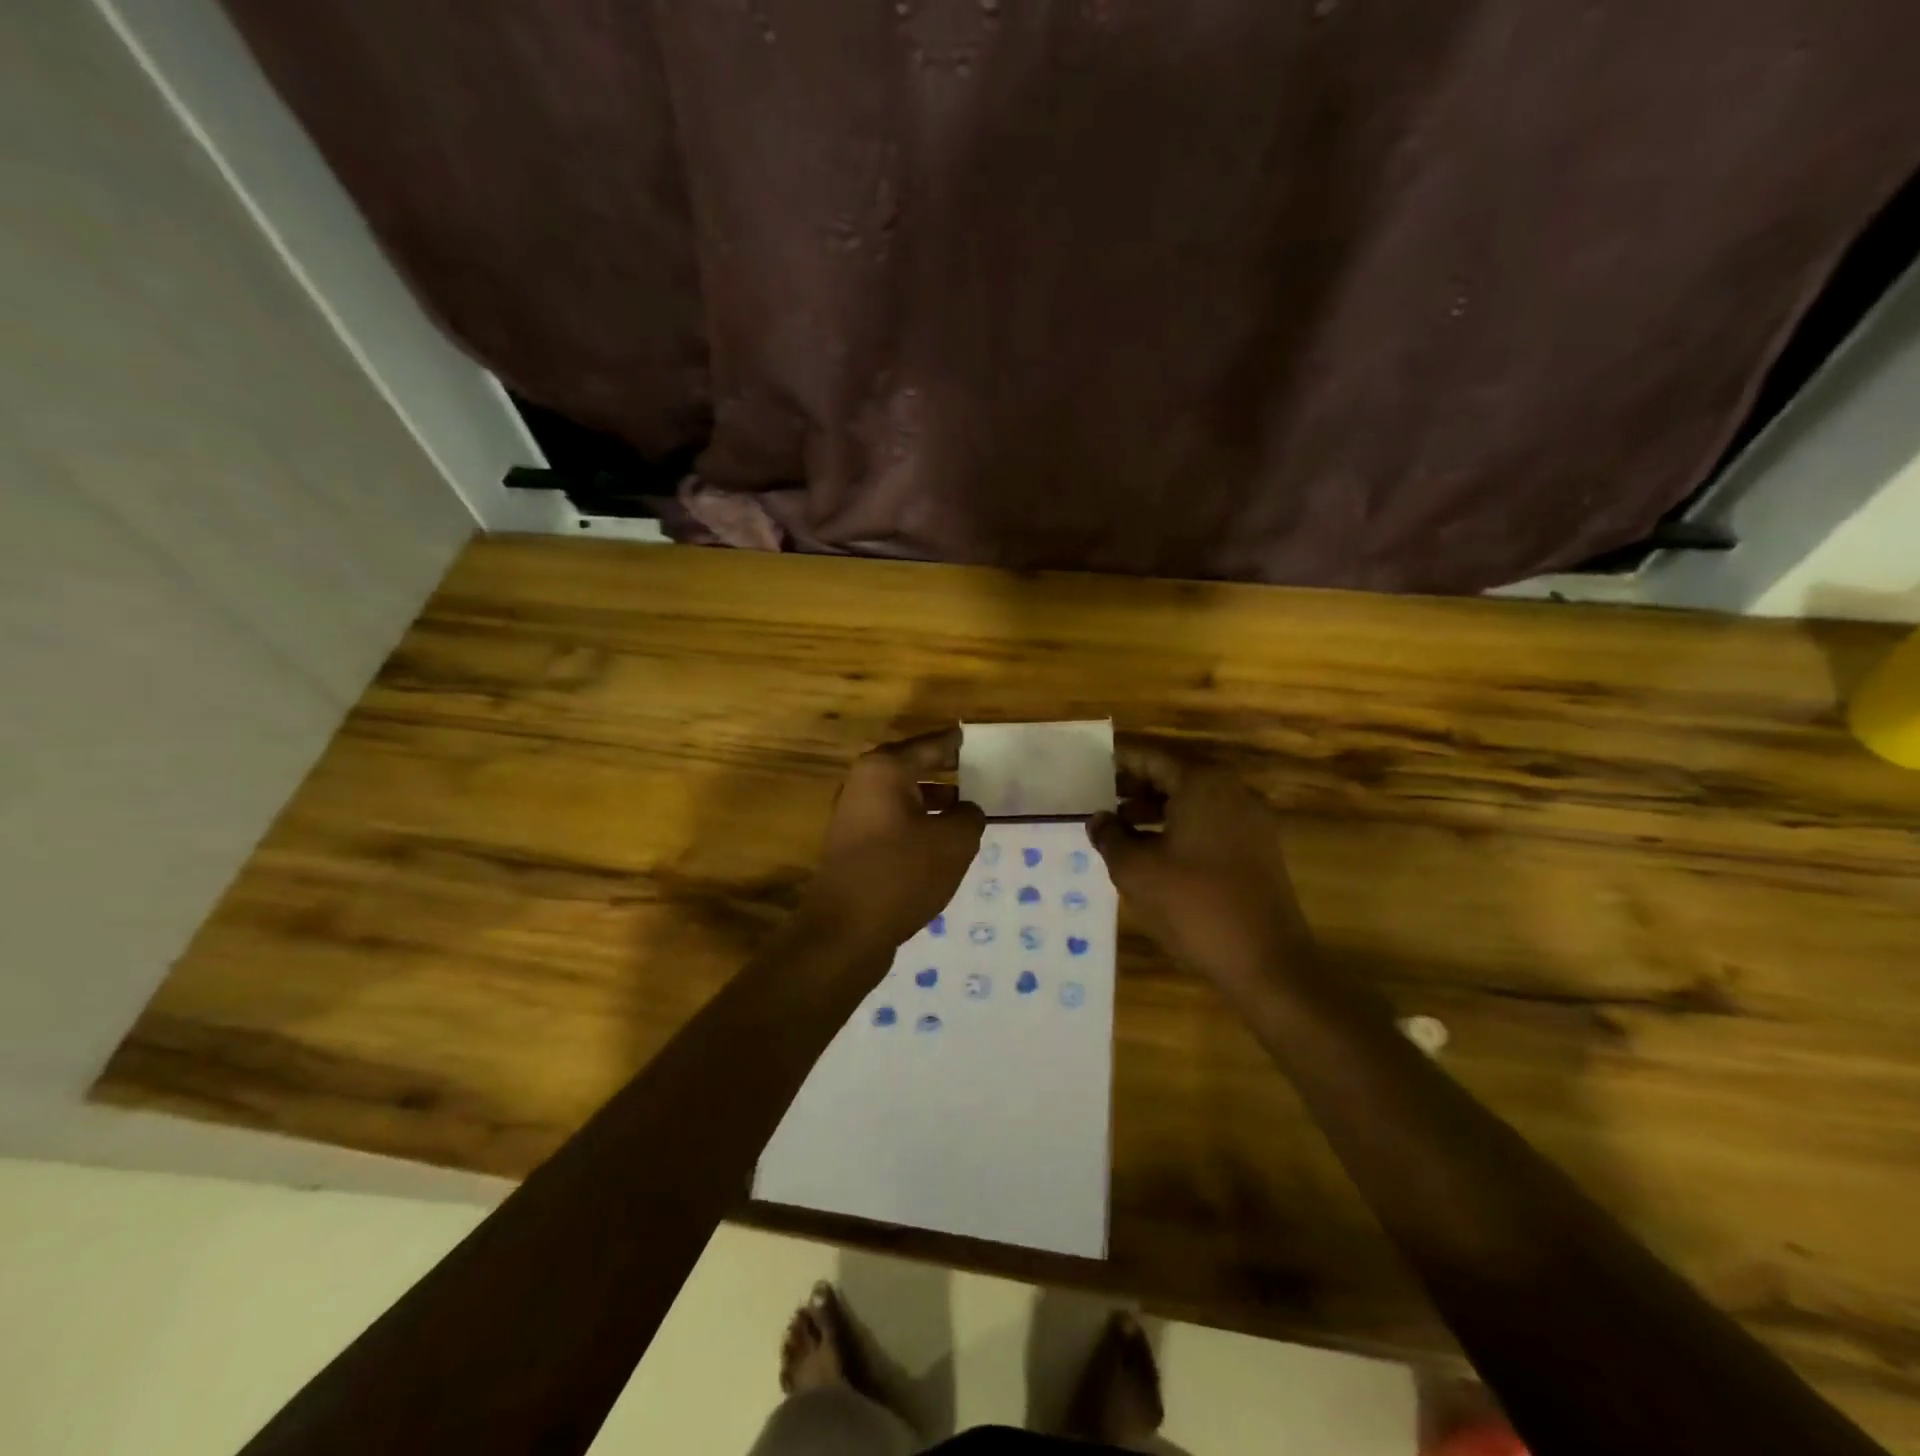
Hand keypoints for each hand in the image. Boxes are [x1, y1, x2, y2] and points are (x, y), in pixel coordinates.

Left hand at [803, 728, 985, 957]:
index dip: (956, 742)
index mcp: (885, 769)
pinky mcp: (853, 844)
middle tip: (979, 771)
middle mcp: (864, 783)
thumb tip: (966, 810)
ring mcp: (854, 814)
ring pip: (903, 796)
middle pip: (913, 766)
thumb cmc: (901, 874)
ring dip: (933, 799)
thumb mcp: (953, 842)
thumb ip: (969, 816)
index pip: (931, 744)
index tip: (976, 738)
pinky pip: (894, 820)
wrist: (845, 931)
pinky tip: (940, 841)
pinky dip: (918, 822)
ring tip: (967, 808)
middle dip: (945, 769)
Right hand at [1088, 743, 1310, 993]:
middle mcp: (1232, 790)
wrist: (1267, 961)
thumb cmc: (1194, 905)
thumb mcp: (1135, 871)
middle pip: (1174, 774)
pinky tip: (1154, 851)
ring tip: (1120, 827)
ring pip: (1193, 799)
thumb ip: (1110, 836)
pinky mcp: (1258, 848)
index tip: (1089, 766)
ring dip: (1156, 808)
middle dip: (1135, 785)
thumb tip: (1098, 819)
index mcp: (1202, 783)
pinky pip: (1210, 822)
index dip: (1118, 760)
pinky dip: (1180, 826)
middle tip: (1099, 798)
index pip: (1151, 756)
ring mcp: (1251, 819)